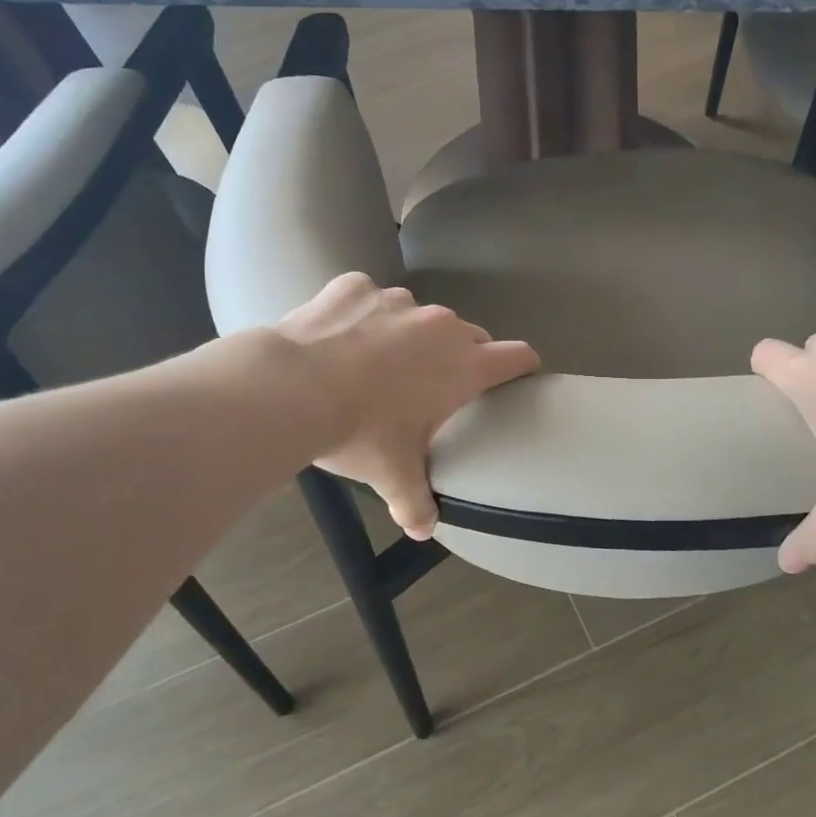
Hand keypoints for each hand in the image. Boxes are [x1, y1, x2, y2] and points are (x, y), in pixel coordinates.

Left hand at [277, 273, 539, 538]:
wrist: (291, 387)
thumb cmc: (360, 432)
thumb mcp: (392, 474)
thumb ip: (416, 503)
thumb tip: (423, 530)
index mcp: (464, 365)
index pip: (517, 357)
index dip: (523, 366)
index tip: (519, 376)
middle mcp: (440, 325)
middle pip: (469, 335)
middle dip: (460, 357)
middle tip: (435, 386)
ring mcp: (397, 300)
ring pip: (417, 317)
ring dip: (408, 336)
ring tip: (375, 364)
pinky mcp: (356, 286)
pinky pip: (369, 298)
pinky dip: (361, 316)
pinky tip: (337, 340)